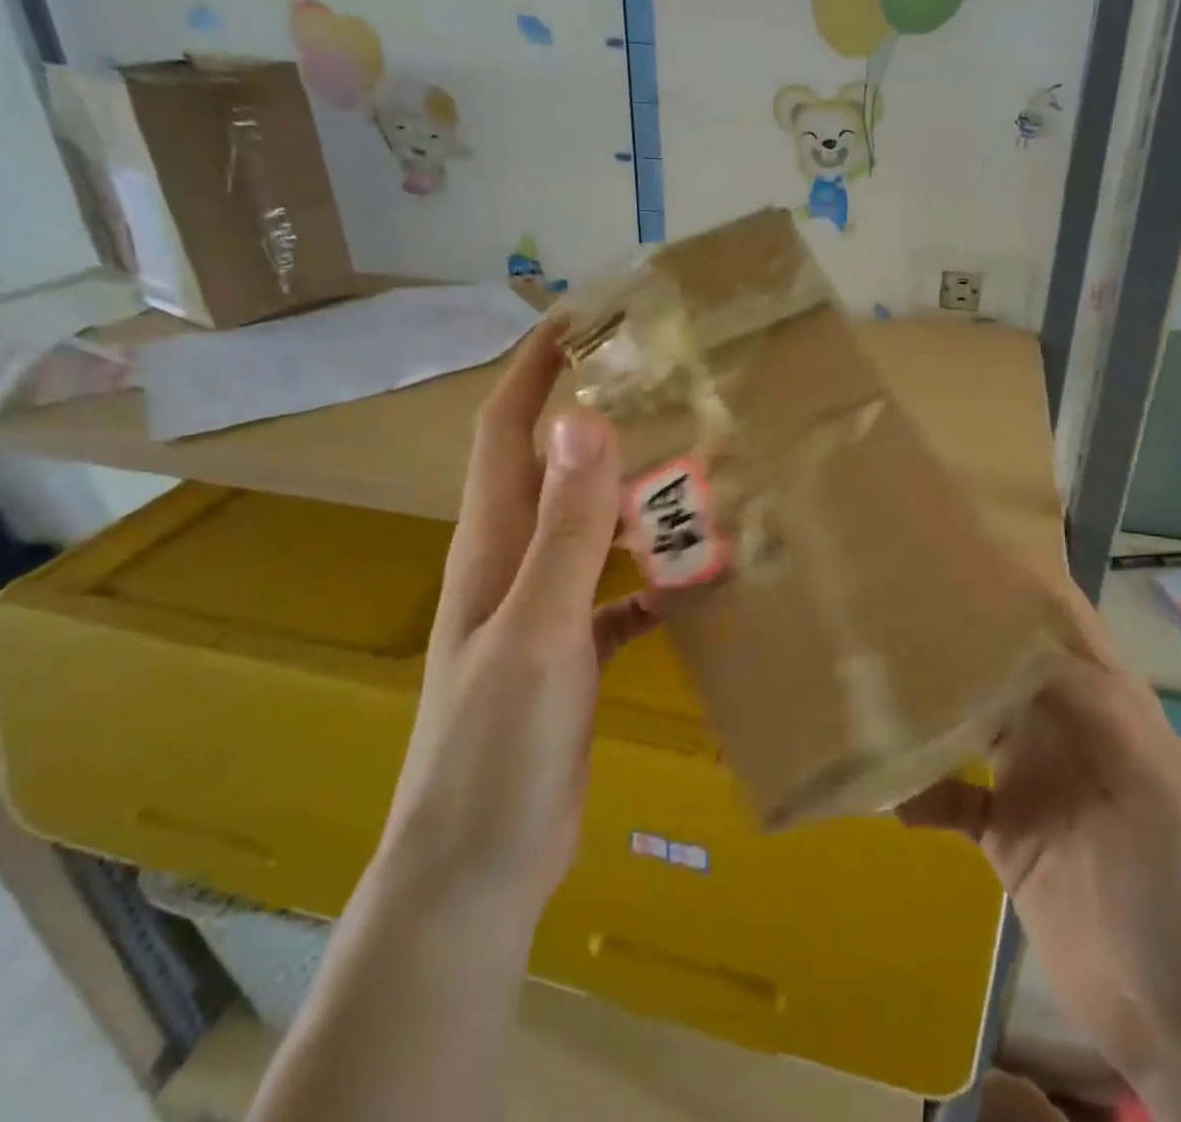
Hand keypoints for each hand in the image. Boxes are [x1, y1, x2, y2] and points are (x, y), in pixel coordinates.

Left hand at [373, 323, 657, 920]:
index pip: (505, 431)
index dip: (531, 369)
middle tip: (661, 383)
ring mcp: (544, 611)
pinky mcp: (573, 653)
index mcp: (493, 546)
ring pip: (591, 529)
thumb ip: (565, 528)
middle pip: (552, 470)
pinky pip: (618, 594)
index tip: (577, 317)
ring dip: (630, 494)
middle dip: (592, 417)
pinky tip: (699, 574)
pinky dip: (651, 575)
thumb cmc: (498, 744)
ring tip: (693, 463)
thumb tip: (581, 420)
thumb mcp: (538, 628)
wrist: (481, 863)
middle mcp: (514, 565)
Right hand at [900, 578, 1180, 1088]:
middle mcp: (1064, 730)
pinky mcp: (1003, 834)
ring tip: (877, 678)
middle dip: (963, 634)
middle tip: (898, 602)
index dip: (1027, 587)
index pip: (1067, 630)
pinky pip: (950, 796)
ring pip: (972, 721)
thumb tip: (1030, 643)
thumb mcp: (1162, 793)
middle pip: (1006, 667)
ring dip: (932, 704)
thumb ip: (1106, 712)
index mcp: (1109, 709)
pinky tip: (884, 791)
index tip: (969, 551)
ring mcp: (1031, 781)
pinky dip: (918, 789)